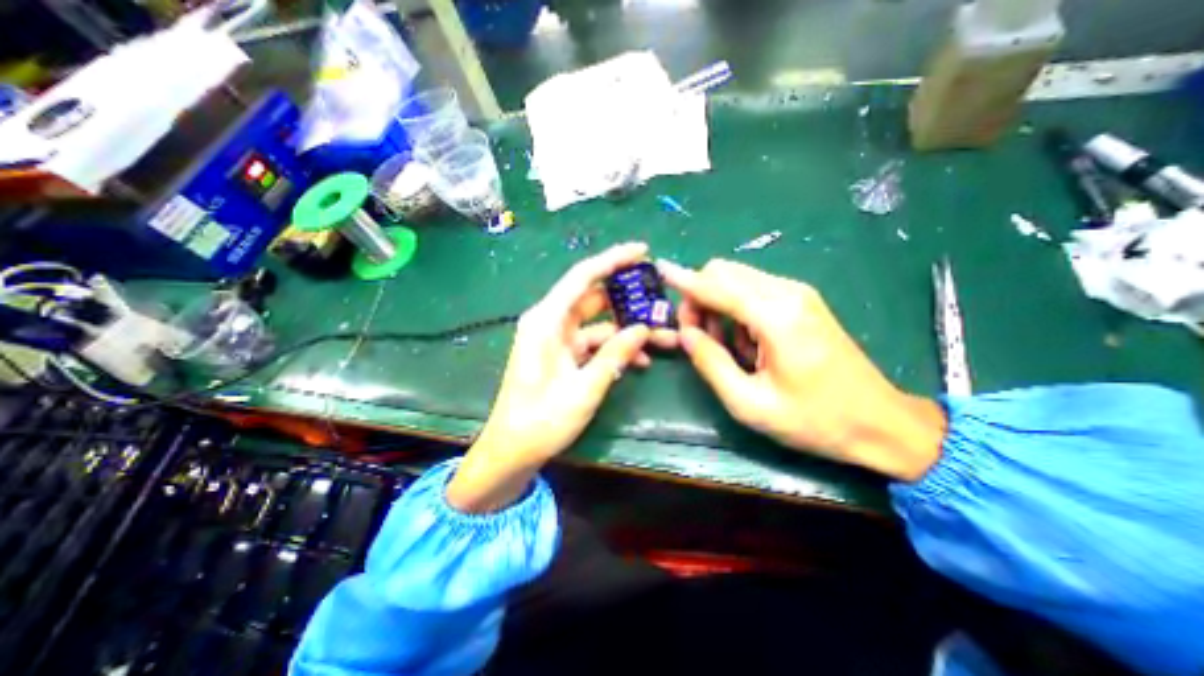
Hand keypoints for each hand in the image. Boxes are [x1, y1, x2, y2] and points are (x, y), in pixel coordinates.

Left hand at [452, 243, 676, 512]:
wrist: (513, 450)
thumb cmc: (542, 420)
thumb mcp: (585, 388)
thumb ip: (615, 355)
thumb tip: (643, 329)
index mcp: (547, 320)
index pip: (583, 277)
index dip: (613, 260)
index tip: (642, 250)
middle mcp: (551, 322)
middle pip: (594, 297)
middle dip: (628, 299)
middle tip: (660, 299)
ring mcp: (557, 339)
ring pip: (598, 322)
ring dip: (627, 329)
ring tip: (661, 337)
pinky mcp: (563, 354)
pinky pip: (594, 342)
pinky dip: (615, 348)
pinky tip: (640, 360)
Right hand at [658, 255, 949, 482]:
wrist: (880, 423)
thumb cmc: (814, 420)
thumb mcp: (750, 403)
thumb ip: (711, 363)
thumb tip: (686, 334)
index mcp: (776, 317)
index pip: (716, 286)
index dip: (684, 280)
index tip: (659, 270)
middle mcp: (787, 293)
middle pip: (723, 272)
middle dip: (699, 297)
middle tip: (697, 336)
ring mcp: (797, 294)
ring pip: (736, 279)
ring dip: (717, 305)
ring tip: (725, 347)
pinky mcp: (801, 301)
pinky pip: (753, 291)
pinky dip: (735, 309)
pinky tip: (746, 342)